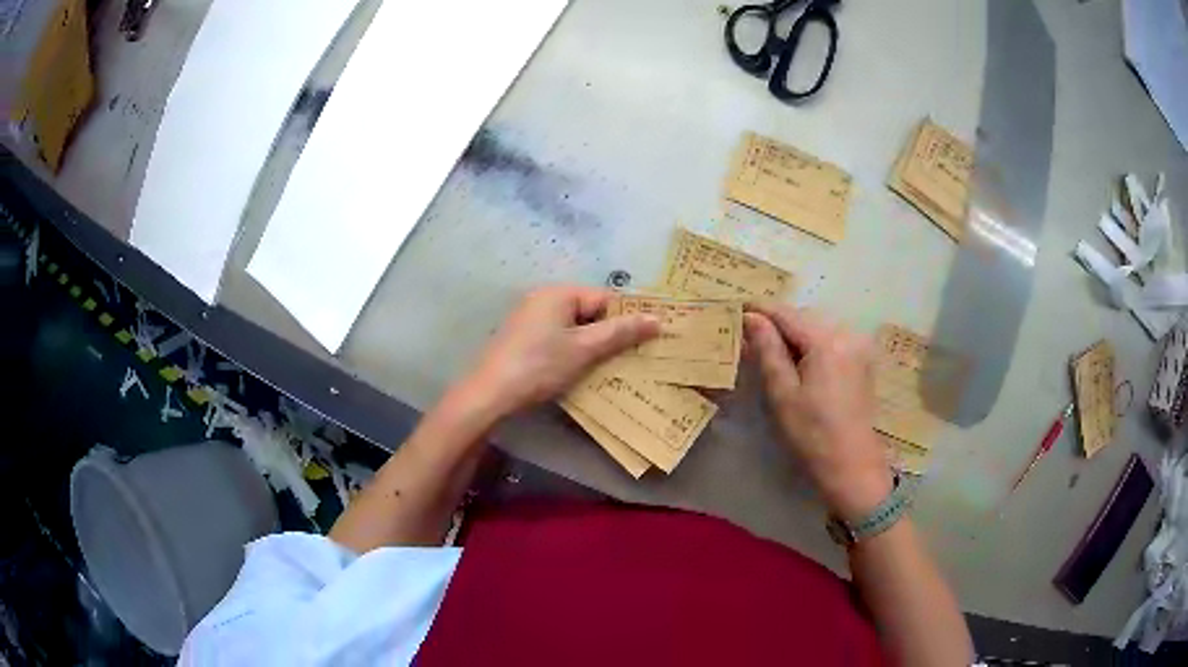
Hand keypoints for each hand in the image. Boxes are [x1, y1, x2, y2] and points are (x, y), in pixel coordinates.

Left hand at [464, 285, 659, 416]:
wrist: (490, 394)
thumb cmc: (539, 366)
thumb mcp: (584, 349)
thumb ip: (620, 332)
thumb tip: (656, 318)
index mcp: (558, 293)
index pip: (604, 298)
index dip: (626, 318)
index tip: (647, 341)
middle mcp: (543, 299)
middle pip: (589, 312)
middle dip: (610, 334)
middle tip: (633, 358)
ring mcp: (530, 320)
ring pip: (574, 329)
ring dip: (592, 347)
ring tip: (612, 368)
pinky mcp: (523, 340)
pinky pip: (558, 340)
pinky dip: (573, 353)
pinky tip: (582, 372)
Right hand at [744, 303, 892, 521]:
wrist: (852, 465)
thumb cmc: (812, 434)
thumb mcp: (782, 393)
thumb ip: (768, 350)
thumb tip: (752, 317)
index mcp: (827, 341)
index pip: (787, 314)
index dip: (760, 310)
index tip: (736, 308)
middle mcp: (847, 334)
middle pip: (804, 317)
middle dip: (778, 324)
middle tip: (750, 339)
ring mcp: (859, 346)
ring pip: (818, 327)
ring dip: (795, 334)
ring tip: (772, 353)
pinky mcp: (863, 360)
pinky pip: (832, 340)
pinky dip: (812, 345)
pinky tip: (800, 364)